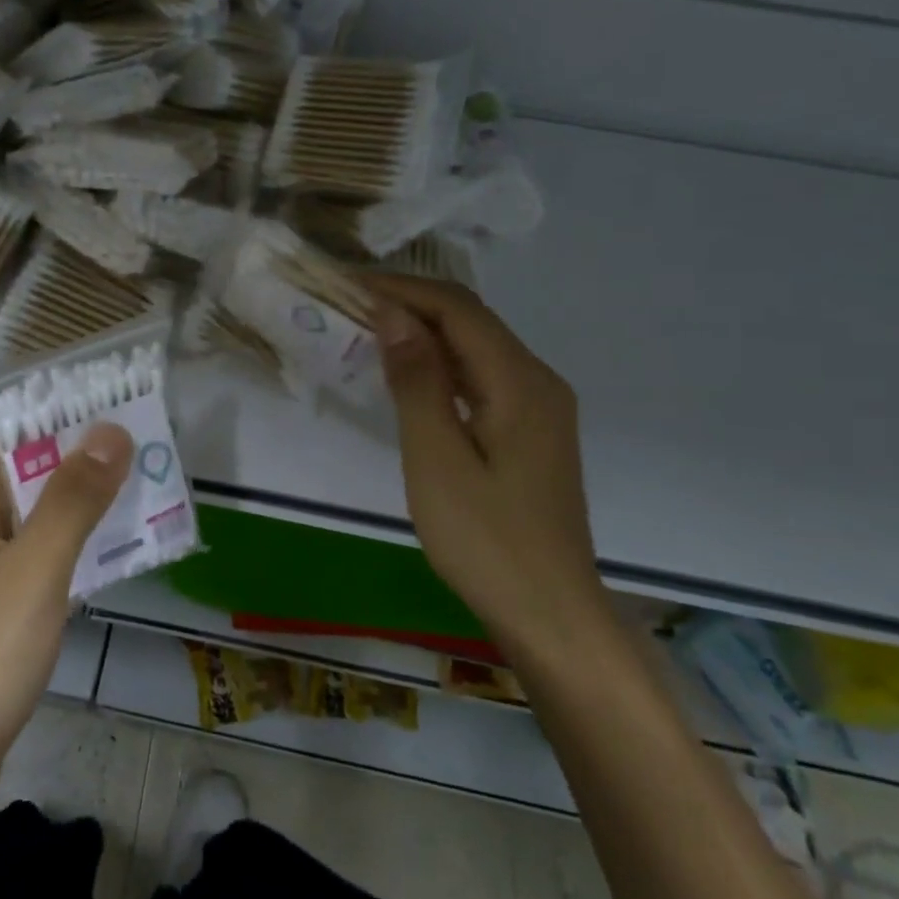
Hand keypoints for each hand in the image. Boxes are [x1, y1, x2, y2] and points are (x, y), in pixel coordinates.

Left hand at [0, 422, 131, 802]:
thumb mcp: (35, 571)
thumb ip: (73, 499)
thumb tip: (111, 430)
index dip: (47, 403)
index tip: (104, 391)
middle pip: (20, 462)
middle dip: (75, 444)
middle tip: (138, 430)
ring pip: (33, 505)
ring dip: (79, 489)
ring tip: (139, 473)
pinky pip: (37, 545)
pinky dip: (73, 532)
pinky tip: (116, 537)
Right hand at [367, 274, 608, 664]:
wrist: (551, 614)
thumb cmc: (487, 541)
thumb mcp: (437, 460)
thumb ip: (417, 382)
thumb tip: (394, 314)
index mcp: (520, 382)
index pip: (457, 309)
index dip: (401, 289)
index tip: (347, 284)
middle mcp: (538, 380)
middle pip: (471, 321)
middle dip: (411, 303)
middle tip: (350, 303)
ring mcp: (540, 407)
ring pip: (476, 347)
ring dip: (424, 332)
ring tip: (369, 329)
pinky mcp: (531, 431)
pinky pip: (482, 377)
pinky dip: (441, 364)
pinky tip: (410, 375)